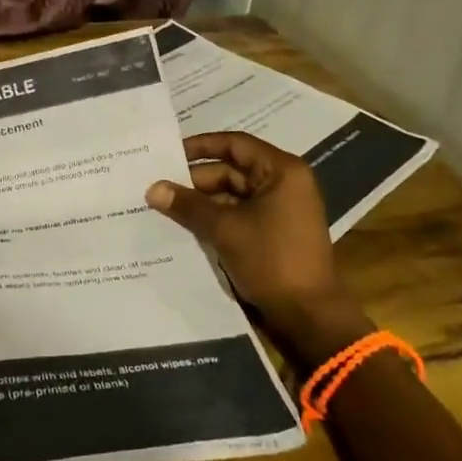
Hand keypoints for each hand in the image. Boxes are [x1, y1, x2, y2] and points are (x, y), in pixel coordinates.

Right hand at [146, 132, 367, 357]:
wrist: (309, 316)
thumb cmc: (272, 260)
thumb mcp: (225, 229)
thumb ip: (188, 205)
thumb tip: (152, 188)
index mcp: (282, 171)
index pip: (235, 144)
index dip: (201, 146)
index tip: (168, 153)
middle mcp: (284, 184)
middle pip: (233, 171)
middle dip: (196, 180)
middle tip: (158, 187)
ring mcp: (280, 211)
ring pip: (233, 196)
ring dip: (203, 202)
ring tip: (165, 207)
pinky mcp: (274, 234)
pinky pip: (239, 216)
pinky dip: (215, 219)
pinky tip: (186, 226)